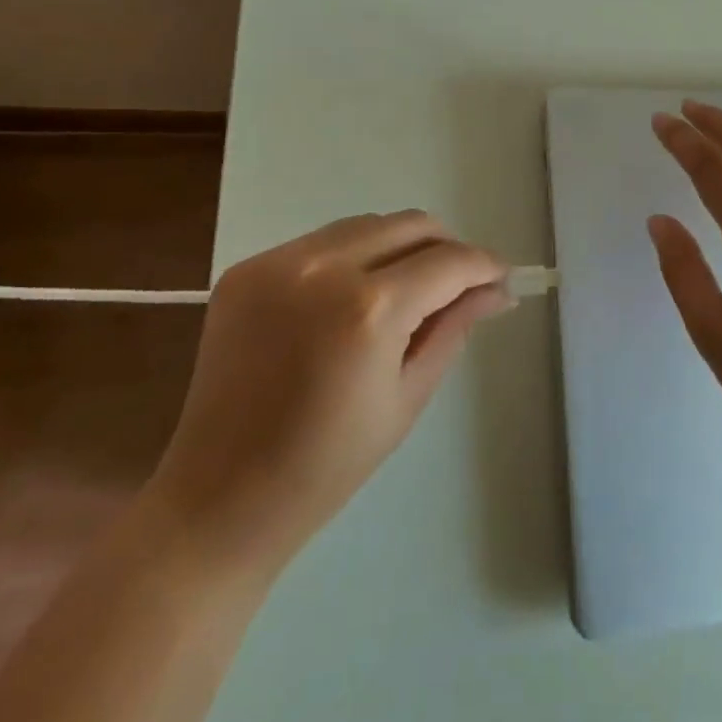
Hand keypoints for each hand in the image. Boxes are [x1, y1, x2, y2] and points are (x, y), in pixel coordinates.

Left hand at [147, 211, 508, 574]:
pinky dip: (351, 257)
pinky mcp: (246, 269)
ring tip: (406, 290)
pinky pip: (320, 242)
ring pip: (365, 225)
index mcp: (368, 309)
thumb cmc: (327, 465)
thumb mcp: (407, 396)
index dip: (484, 265)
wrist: (219, 497)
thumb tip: (496, 291)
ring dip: (399, 246)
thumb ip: (453, 327)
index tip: (502, 279)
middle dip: (446, 247)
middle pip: (410, 224)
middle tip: (459, 285)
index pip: (448, 261)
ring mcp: (277, 263)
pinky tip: (350, 298)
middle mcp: (322, 267)